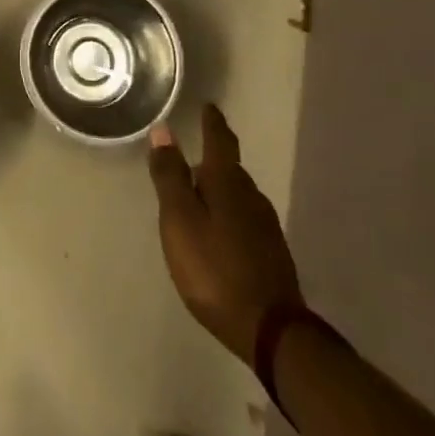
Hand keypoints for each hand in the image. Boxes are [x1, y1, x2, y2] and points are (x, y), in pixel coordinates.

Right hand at [148, 104, 302, 359]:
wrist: (270, 328)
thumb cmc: (214, 268)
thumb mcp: (180, 220)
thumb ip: (170, 176)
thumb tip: (163, 130)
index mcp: (227, 182)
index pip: (219, 140)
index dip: (212, 122)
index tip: (209, 106)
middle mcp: (251, 196)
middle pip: (230, 167)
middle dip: (213, 158)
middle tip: (194, 153)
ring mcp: (265, 225)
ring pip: (239, 194)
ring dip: (221, 188)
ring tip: (202, 192)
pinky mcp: (271, 253)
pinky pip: (245, 219)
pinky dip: (230, 214)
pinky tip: (221, 230)